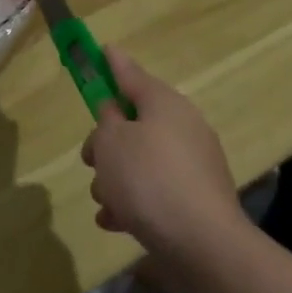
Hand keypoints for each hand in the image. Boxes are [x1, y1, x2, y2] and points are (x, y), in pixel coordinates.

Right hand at [80, 47, 241, 257]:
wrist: (201, 242)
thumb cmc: (147, 179)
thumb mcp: (111, 142)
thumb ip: (106, 120)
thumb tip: (115, 113)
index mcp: (164, 104)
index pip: (131, 74)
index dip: (112, 64)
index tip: (102, 49)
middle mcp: (183, 127)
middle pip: (134, 123)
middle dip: (106, 143)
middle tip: (90, 160)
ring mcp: (193, 164)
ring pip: (141, 159)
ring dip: (116, 177)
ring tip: (104, 201)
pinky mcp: (196, 197)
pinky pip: (155, 189)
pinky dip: (134, 201)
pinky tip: (115, 222)